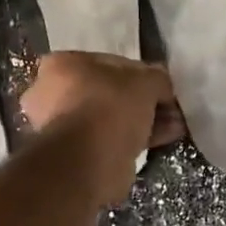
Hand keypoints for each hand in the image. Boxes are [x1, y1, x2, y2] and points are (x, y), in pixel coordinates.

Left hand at [20, 53, 184, 204]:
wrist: (87, 161)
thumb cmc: (110, 106)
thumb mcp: (145, 81)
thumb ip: (157, 78)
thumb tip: (162, 86)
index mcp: (61, 65)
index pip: (110, 63)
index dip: (141, 74)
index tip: (162, 88)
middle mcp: (52, 93)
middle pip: (109, 93)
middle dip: (142, 102)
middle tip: (169, 109)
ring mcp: (60, 127)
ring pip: (110, 119)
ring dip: (141, 122)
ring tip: (173, 127)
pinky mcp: (72, 154)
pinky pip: (108, 140)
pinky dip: (132, 140)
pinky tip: (160, 141)